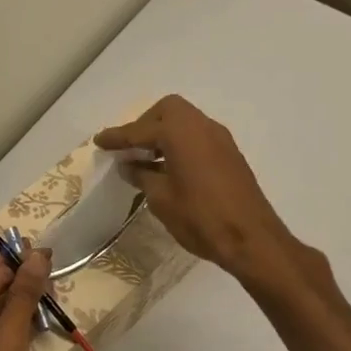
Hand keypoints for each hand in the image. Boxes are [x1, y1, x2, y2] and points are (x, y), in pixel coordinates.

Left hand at [0, 245, 52, 350]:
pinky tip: (38, 317)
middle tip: (44, 261)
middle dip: (15, 278)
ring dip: (18, 300)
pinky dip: (17, 323)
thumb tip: (36, 257)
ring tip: (46, 284)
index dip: (11, 261)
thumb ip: (24, 294)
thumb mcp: (11, 335)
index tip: (37, 247)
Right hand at [94, 95, 293, 281]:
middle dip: (145, 124)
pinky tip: (170, 167)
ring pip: (185, 122)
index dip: (117, 137)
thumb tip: (129, 166)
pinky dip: (180, 143)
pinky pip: (198, 136)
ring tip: (146, 159)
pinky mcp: (230, 154)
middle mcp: (202, 126)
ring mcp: (220, 139)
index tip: (99, 141)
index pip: (140, 129)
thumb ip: (142, 176)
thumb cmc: (200, 217)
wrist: (251, 239)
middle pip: (168, 110)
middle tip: (129, 148)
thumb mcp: (161, 199)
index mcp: (181, 132)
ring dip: (164, 134)